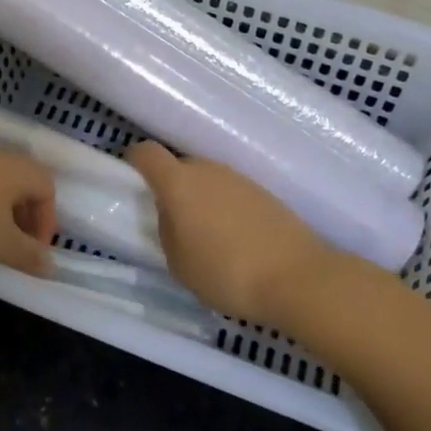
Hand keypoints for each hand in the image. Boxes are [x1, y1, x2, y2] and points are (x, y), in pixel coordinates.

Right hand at [125, 141, 339, 323]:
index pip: (147, 153)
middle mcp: (207, 169)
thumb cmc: (226, 272)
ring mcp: (239, 178)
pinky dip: (226, 209)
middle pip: (180, 167)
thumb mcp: (179, 264)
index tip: (132, 179)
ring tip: (208, 238)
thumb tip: (172, 215)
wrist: (297, 276)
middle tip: (174, 224)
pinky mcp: (264, 192)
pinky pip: (232, 193)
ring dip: (201, 200)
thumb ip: (167, 231)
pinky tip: (237, 241)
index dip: (135, 161)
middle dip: (172, 189)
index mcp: (179, 183)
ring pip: (208, 180)